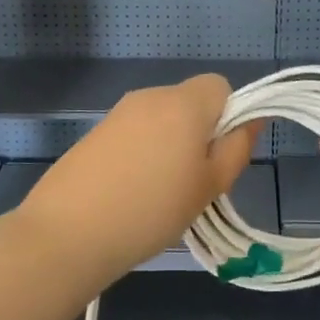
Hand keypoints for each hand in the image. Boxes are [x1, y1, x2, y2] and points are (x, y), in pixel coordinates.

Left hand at [17, 74, 257, 274]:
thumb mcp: (209, 186)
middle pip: (190, 102)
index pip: (220, 86)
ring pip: (162, 120)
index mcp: (184, 103)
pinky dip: (142, 154)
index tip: (218, 156)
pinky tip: (130, 192)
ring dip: (170, 145)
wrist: (68, 233)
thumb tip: (251, 121)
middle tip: (193, 182)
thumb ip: (236, 149)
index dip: (228, 116)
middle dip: (199, 133)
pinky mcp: (95, 133)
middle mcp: (151, 96)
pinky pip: (135, 133)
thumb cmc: (152, 209)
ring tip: (159, 193)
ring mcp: (119, 113)